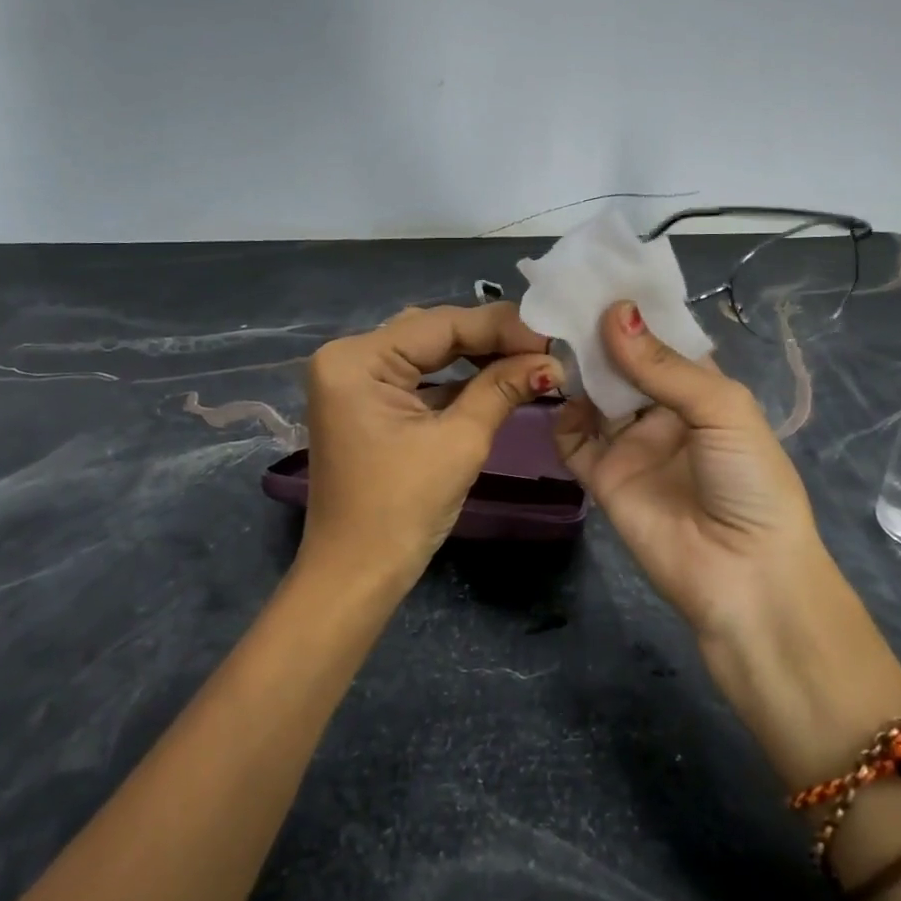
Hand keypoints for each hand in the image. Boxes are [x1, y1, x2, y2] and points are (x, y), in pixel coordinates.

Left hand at [299, 303, 561, 590]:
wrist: (355, 576)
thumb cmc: (402, 511)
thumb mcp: (459, 443)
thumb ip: (503, 388)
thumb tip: (552, 360)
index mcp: (356, 360)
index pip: (440, 324)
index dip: (502, 326)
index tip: (553, 334)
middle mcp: (347, 357)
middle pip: (432, 332)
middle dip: (491, 338)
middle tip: (546, 346)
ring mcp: (353, 380)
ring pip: (427, 351)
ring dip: (477, 356)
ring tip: (530, 358)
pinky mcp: (366, 402)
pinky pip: (417, 377)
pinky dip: (456, 378)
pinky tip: (498, 376)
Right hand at [554, 301, 900, 786]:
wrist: (743, 576)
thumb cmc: (749, 482)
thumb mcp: (722, 410)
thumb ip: (663, 365)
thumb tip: (613, 312)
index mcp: (702, 389)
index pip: (663, 339)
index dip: (636, 310)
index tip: (599, 275)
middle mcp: (663, 411)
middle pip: (623, 363)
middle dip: (598, 334)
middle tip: (562, 299)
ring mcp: (631, 443)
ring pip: (595, 395)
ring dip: (578, 369)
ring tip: (551, 337)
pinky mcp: (603, 476)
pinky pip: (574, 439)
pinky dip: (562, 416)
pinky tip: (557, 395)